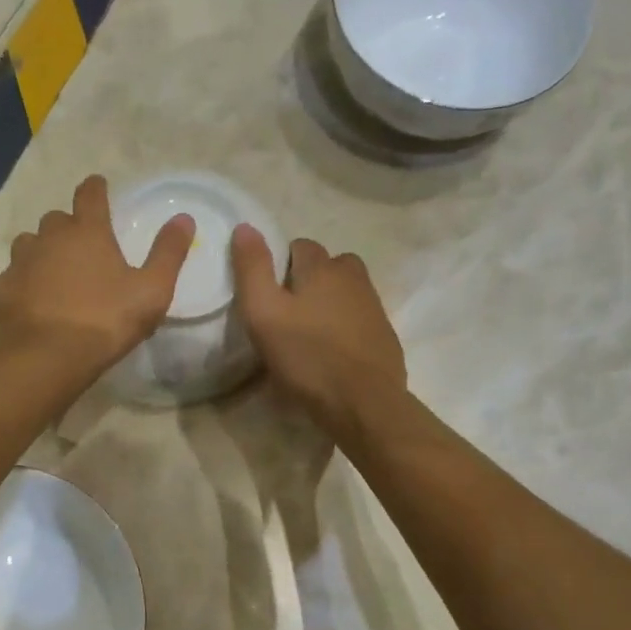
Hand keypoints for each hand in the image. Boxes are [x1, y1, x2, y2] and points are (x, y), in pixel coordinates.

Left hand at [0, 175, 193, 375]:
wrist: (45, 357)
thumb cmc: (105, 321)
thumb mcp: (151, 291)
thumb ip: (168, 253)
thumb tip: (184, 218)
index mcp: (88, 232)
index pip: (90, 195)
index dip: (96, 188)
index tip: (98, 186)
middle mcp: (49, 238)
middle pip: (57, 219)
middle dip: (69, 227)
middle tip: (81, 246)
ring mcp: (20, 262)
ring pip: (29, 244)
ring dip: (42, 251)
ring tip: (54, 272)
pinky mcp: (2, 290)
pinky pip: (13, 276)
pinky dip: (24, 282)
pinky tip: (33, 301)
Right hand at [231, 225, 404, 436]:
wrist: (363, 402)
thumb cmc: (306, 357)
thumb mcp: (263, 313)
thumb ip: (252, 269)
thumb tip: (245, 227)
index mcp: (323, 268)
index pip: (300, 246)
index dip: (280, 264)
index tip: (268, 294)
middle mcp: (353, 278)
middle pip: (329, 265)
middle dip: (309, 279)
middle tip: (288, 313)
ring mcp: (374, 307)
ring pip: (346, 291)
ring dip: (328, 302)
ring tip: (308, 333)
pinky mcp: (384, 336)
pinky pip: (359, 318)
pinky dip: (344, 326)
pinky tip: (331, 352)